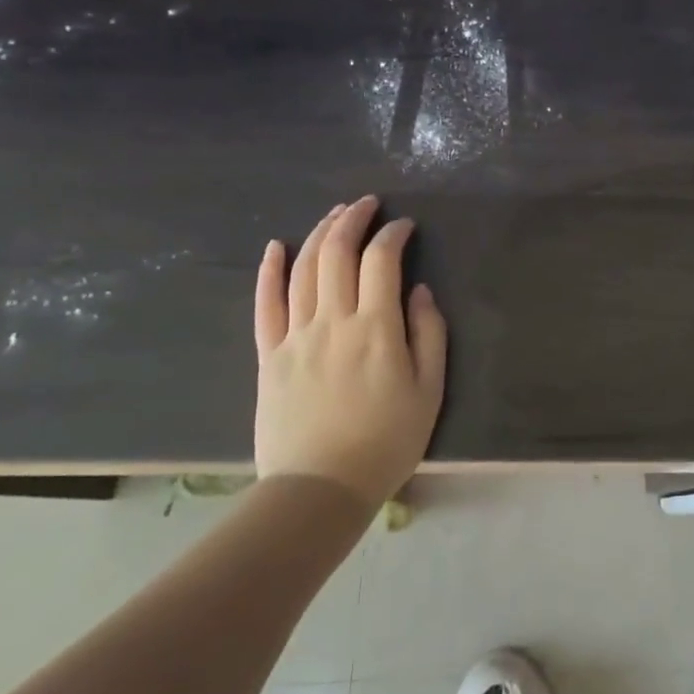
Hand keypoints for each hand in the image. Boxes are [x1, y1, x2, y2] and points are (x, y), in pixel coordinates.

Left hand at [252, 196, 447, 504]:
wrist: (320, 488)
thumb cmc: (386, 442)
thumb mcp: (429, 391)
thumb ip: (428, 335)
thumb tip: (419, 291)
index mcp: (376, 328)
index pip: (381, 261)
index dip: (393, 234)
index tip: (405, 226)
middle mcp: (332, 320)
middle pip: (336, 253)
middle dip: (353, 219)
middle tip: (367, 204)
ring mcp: (295, 335)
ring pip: (302, 269)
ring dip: (319, 233)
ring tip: (334, 215)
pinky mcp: (268, 355)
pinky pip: (265, 304)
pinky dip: (269, 271)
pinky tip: (275, 247)